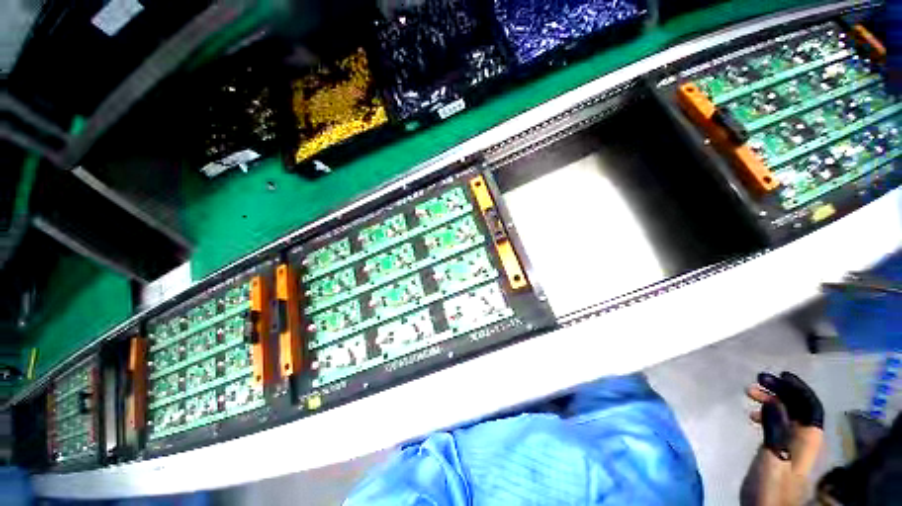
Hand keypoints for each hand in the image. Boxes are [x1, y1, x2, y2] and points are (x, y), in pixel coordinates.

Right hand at [741, 372, 823, 505]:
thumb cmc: (772, 485)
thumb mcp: (773, 457)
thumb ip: (776, 429)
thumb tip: (774, 400)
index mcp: (809, 438)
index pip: (810, 405)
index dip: (797, 388)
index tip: (777, 375)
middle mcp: (805, 437)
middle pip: (798, 407)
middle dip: (779, 391)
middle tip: (755, 383)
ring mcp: (793, 444)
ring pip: (788, 414)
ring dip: (771, 400)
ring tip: (749, 394)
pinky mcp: (781, 449)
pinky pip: (779, 423)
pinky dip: (767, 413)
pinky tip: (753, 415)